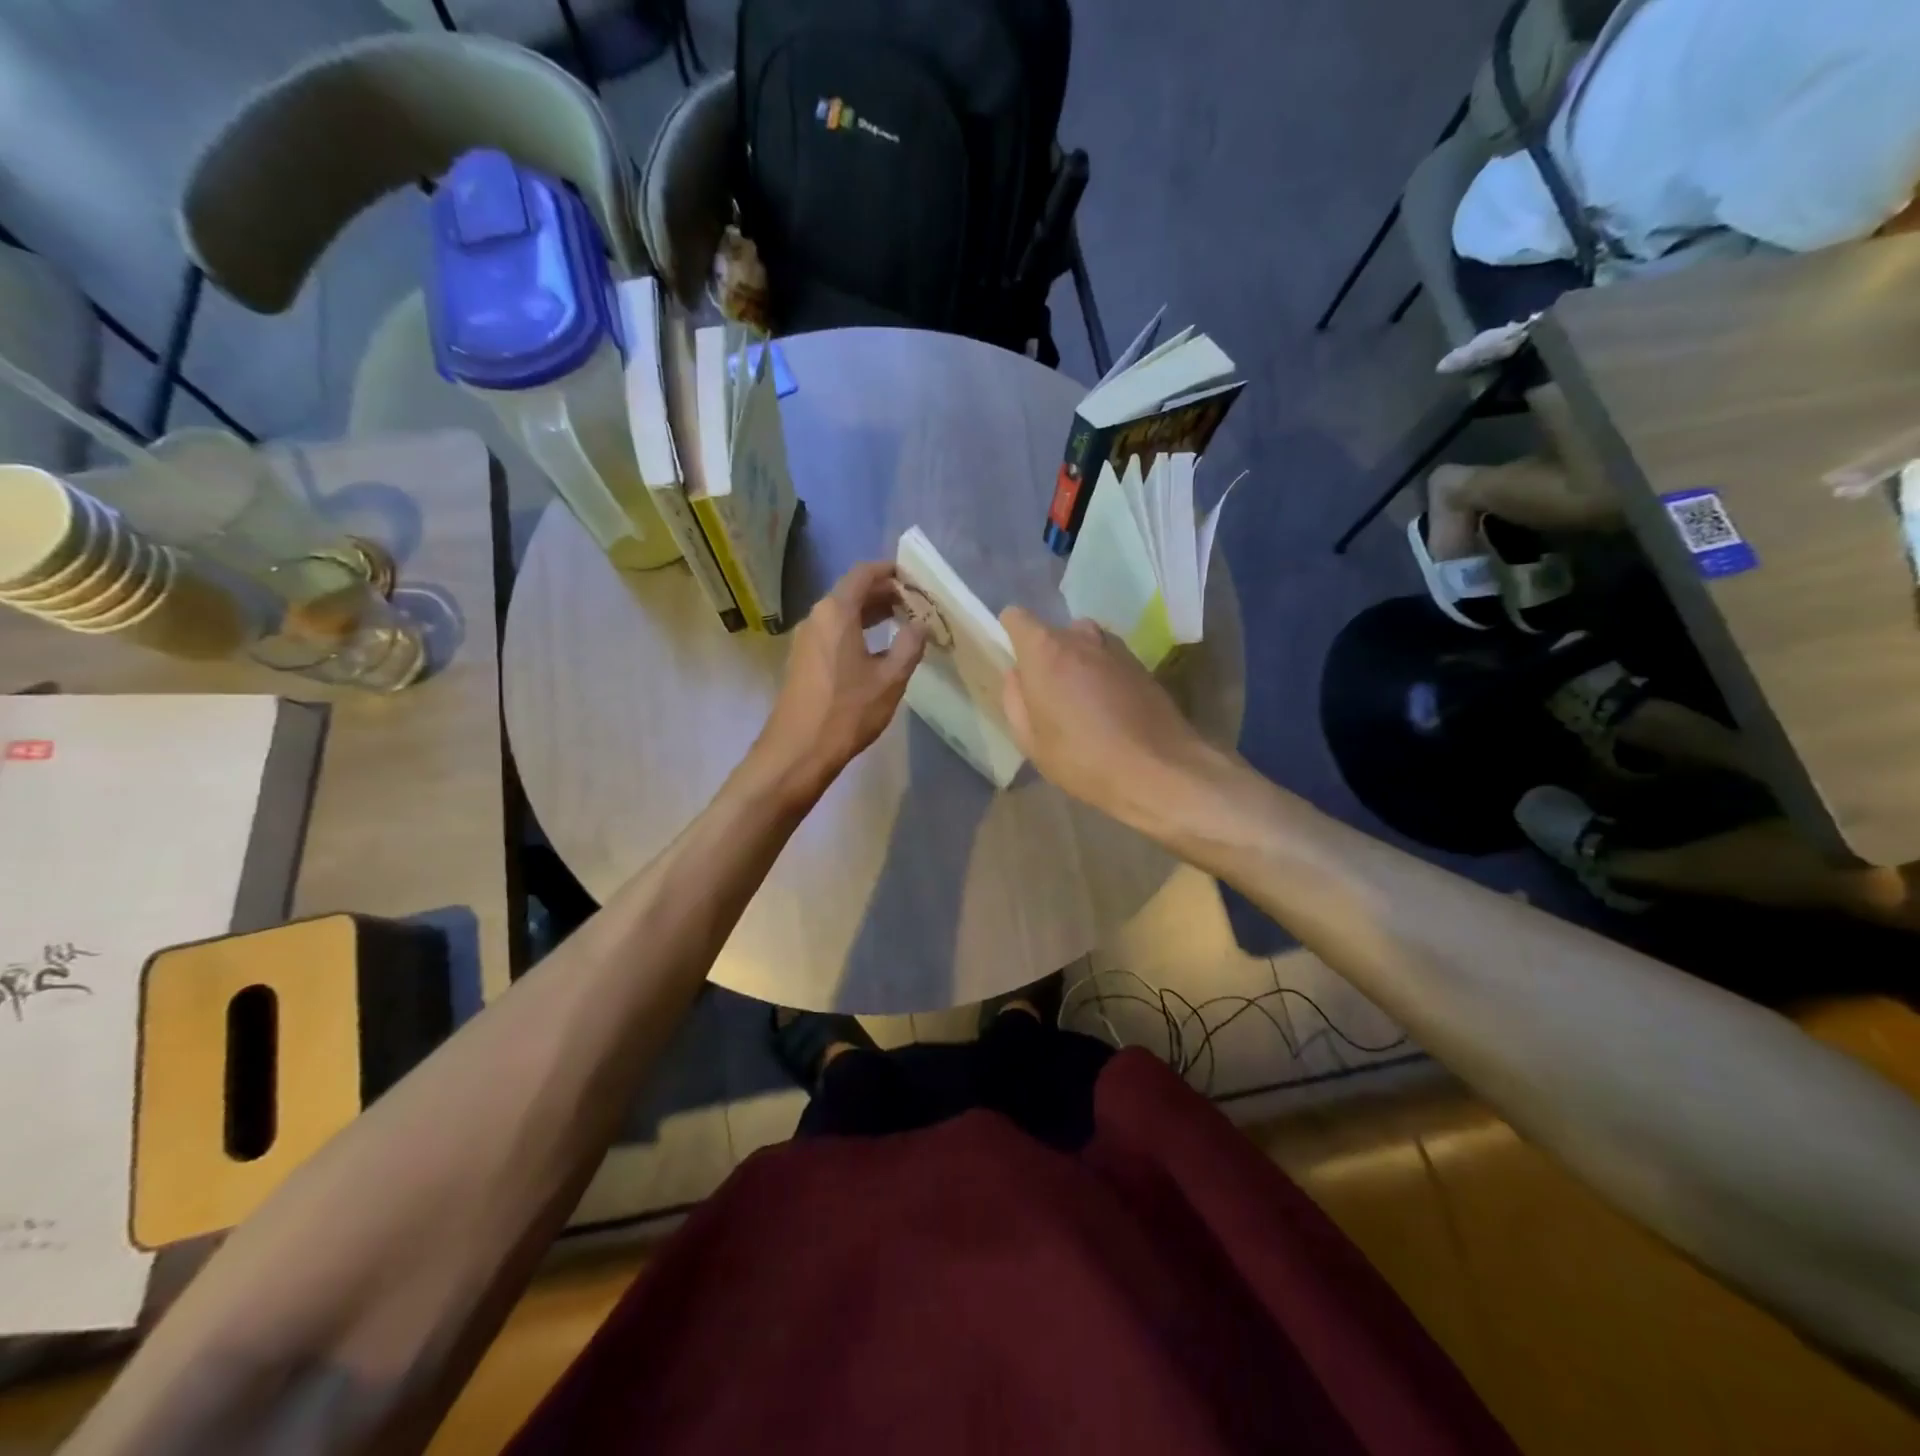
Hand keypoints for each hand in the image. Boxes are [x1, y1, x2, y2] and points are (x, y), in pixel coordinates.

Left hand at [755, 562, 926, 793]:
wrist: (798, 750)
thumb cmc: (847, 711)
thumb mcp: (890, 679)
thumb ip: (909, 646)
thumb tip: (920, 625)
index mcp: (836, 612)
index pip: (863, 574)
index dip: (890, 571)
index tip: (914, 578)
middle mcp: (817, 617)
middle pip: (852, 591)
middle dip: (884, 592)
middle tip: (915, 603)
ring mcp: (806, 639)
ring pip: (842, 613)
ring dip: (871, 613)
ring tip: (901, 622)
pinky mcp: (803, 659)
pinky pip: (833, 631)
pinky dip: (857, 630)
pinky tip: (876, 649)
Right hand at [1000, 608, 1216, 824]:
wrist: (1157, 770)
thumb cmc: (1081, 758)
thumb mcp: (1031, 740)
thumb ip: (1015, 699)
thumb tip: (1017, 675)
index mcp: (1045, 651)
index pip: (1016, 617)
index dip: (1011, 634)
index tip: (1015, 662)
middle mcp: (1081, 637)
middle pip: (1054, 632)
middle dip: (1047, 655)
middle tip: (1048, 693)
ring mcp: (1116, 648)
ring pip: (1085, 643)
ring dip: (1078, 662)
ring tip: (1081, 702)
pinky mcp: (1142, 664)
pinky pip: (1110, 659)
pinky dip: (1103, 674)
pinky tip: (1109, 709)